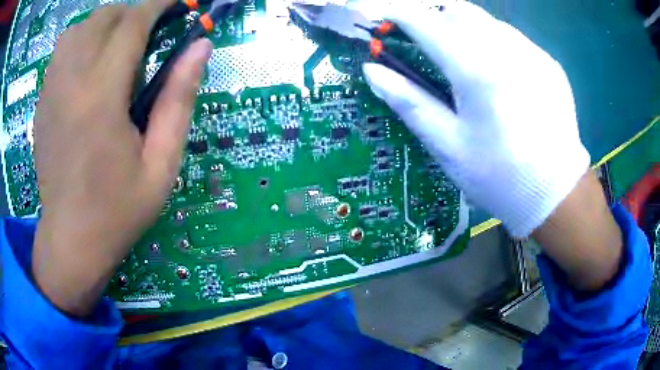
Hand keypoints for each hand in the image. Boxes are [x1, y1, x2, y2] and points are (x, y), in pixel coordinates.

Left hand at [32, 0, 211, 315]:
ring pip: (77, 29)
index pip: (132, 24)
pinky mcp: (41, 103)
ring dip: (103, 26)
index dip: (160, 4)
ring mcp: (50, 92)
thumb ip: (180, 100)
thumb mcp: (161, 165)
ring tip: (117, 48)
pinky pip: (60, 51)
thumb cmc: (117, 211)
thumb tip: (201, 47)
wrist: (70, 241)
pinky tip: (89, 66)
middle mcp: (70, 83)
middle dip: (131, 13)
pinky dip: (80, 43)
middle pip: (102, 17)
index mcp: (101, 98)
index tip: (178, 2)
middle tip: (148, 34)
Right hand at [363, 1, 589, 237]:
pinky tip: (498, 71)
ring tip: (462, 54)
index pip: (426, 23)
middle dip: (434, 15)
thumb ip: (409, 102)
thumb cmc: (498, 176)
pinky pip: (513, 38)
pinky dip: (494, 41)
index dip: (400, 13)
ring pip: (487, 20)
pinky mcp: (548, 63)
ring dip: (465, 27)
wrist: (555, 193)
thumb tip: (373, 71)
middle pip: (458, 10)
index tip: (385, 15)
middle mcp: (506, 50)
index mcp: (475, 70)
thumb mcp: (447, 146)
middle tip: (425, 36)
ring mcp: (532, 53)